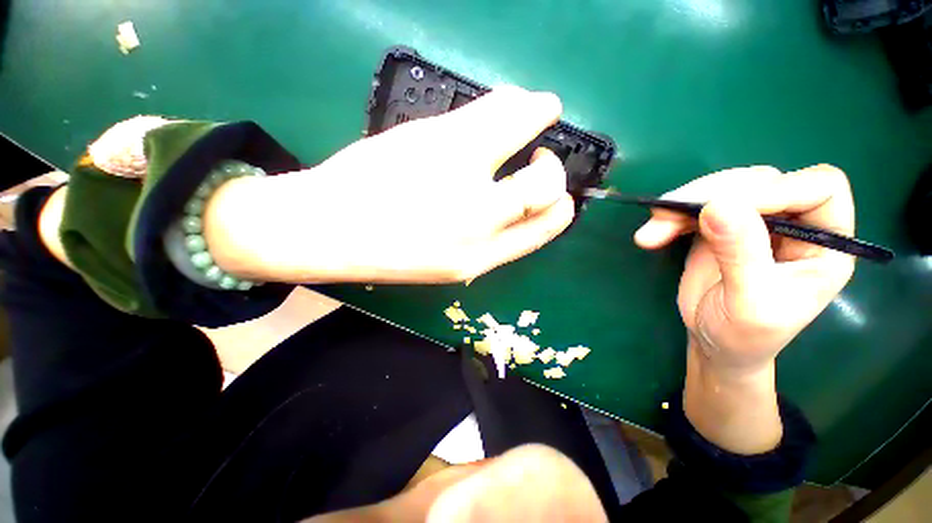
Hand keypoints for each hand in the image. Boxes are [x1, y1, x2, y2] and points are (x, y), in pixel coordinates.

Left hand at [206, 86, 574, 283]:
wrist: (328, 228)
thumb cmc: (391, 253)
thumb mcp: (452, 265)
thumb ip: (493, 240)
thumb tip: (522, 209)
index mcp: (480, 254)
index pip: (546, 224)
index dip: (560, 205)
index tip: (554, 193)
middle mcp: (477, 217)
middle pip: (545, 183)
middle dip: (553, 168)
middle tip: (542, 154)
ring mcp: (456, 169)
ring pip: (522, 128)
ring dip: (539, 113)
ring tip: (541, 109)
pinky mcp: (434, 133)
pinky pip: (490, 107)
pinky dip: (511, 102)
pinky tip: (508, 104)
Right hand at [635, 165, 855, 452]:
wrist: (715, 347)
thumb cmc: (745, 338)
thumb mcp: (749, 306)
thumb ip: (741, 255)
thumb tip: (719, 206)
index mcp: (824, 243)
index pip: (819, 188)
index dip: (782, 189)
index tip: (735, 210)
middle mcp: (791, 225)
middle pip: (761, 181)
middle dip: (716, 195)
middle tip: (672, 216)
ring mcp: (749, 224)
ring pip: (720, 191)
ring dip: (681, 207)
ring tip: (652, 231)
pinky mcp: (714, 231)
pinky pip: (692, 211)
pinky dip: (669, 219)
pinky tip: (651, 236)